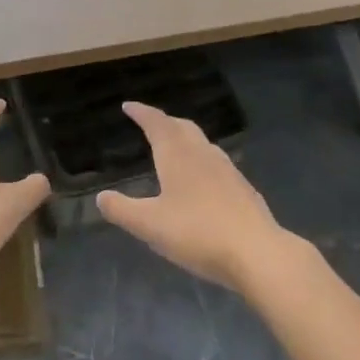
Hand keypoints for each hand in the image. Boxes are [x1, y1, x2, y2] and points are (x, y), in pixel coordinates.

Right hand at [98, 102, 290, 290]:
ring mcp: (227, 170)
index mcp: (177, 155)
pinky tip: (203, 180)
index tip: (128, 106)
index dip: (141, 112)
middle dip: (164, 122)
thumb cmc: (198, 233)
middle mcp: (202, 154)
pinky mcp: (243, 189)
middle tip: (150, 124)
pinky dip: (202, 160)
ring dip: (185, 138)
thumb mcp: (150, 226)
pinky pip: (216, 163)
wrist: (259, 253)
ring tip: (174, 148)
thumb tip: (101, 197)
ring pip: (202, 143)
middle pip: (181, 127)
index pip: (156, 123)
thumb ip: (122, 210)